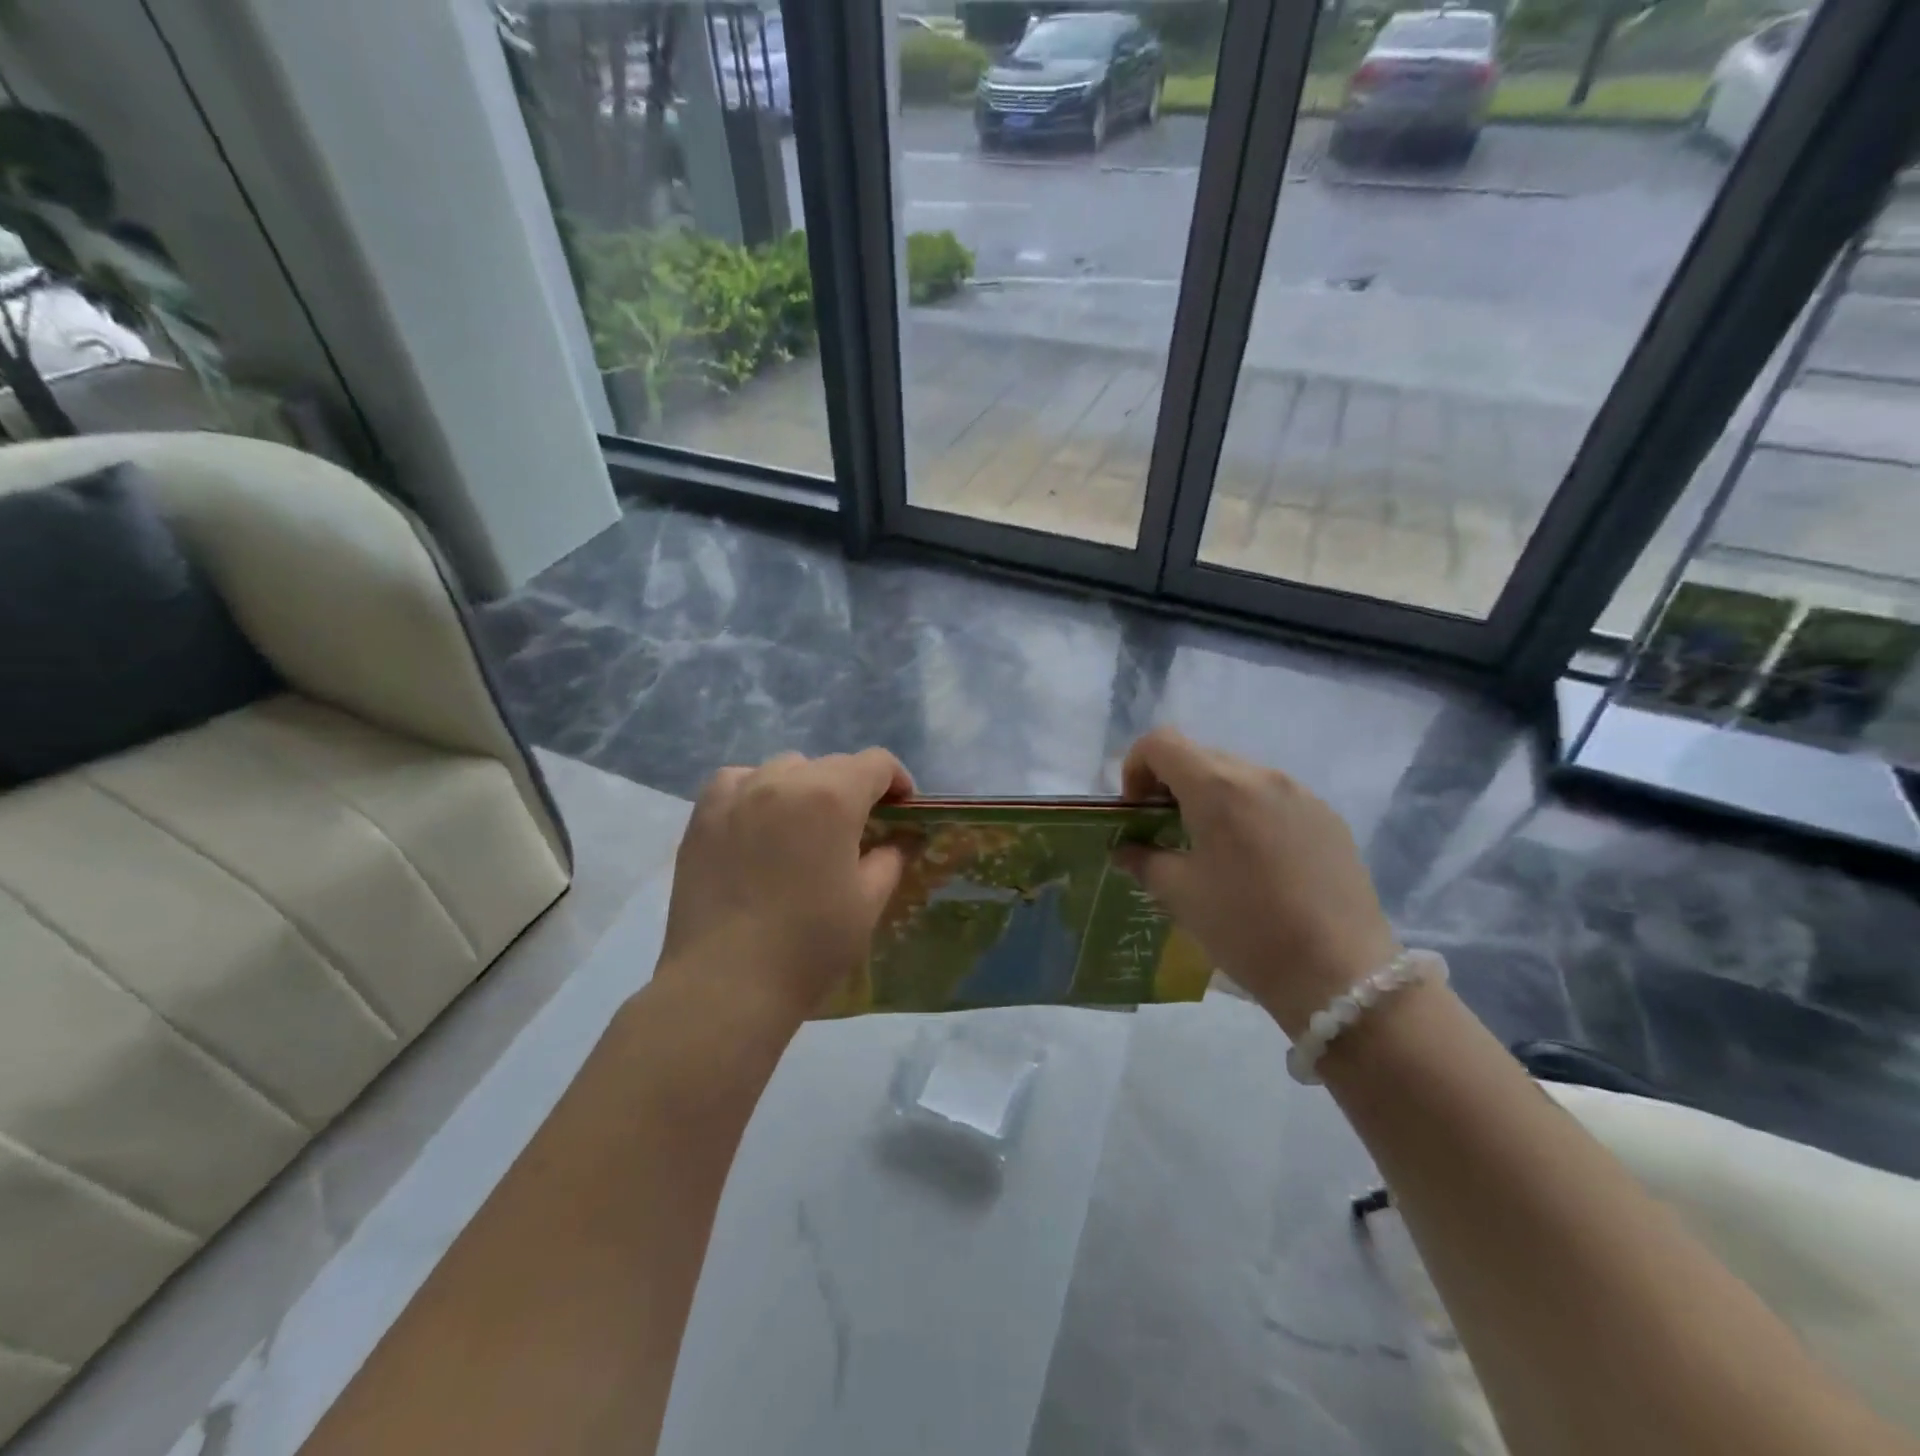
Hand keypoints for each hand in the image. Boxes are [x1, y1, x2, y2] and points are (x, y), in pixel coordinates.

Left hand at [656, 749, 914, 1030]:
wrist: (727, 982)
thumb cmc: (809, 944)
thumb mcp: (868, 902)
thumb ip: (889, 858)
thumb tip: (895, 841)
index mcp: (833, 797)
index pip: (876, 763)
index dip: (897, 781)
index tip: (901, 810)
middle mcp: (785, 780)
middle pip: (832, 764)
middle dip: (854, 788)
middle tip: (857, 829)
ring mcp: (738, 794)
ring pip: (785, 768)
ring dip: (806, 787)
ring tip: (804, 826)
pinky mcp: (703, 815)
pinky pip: (738, 781)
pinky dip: (757, 790)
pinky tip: (758, 822)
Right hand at [1116, 728, 1397, 1039]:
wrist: (1341, 975)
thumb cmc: (1245, 928)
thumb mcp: (1180, 895)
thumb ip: (1144, 860)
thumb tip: (1126, 850)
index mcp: (1217, 787)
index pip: (1161, 743)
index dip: (1136, 767)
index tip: (1137, 811)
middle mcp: (1261, 776)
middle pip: (1200, 757)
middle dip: (1172, 785)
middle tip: (1166, 832)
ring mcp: (1301, 794)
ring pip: (1240, 777)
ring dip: (1213, 799)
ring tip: (1214, 850)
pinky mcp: (1329, 818)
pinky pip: (1275, 799)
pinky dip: (1250, 814)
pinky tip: (1259, 864)